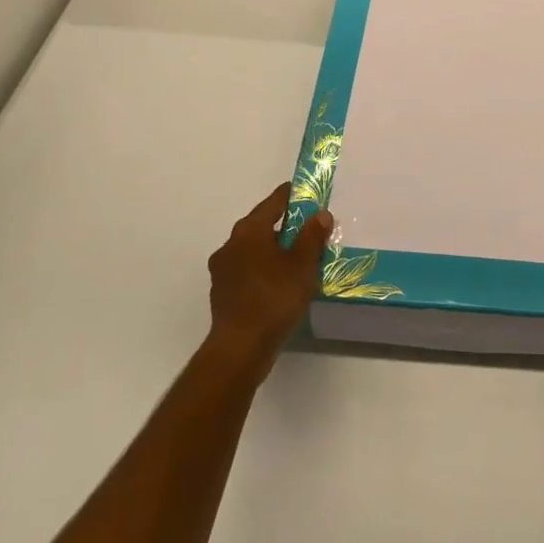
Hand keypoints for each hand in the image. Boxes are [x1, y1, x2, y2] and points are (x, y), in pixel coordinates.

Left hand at [205, 183, 332, 381]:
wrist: (240, 348)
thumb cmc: (274, 299)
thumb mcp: (302, 265)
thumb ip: (312, 236)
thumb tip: (320, 214)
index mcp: (249, 231)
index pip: (274, 202)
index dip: (293, 195)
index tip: (309, 193)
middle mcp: (231, 244)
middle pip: (261, 224)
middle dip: (285, 224)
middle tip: (310, 227)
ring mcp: (223, 269)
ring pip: (254, 248)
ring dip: (273, 248)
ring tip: (298, 256)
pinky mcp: (223, 291)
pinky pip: (248, 269)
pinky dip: (264, 268)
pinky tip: (280, 282)